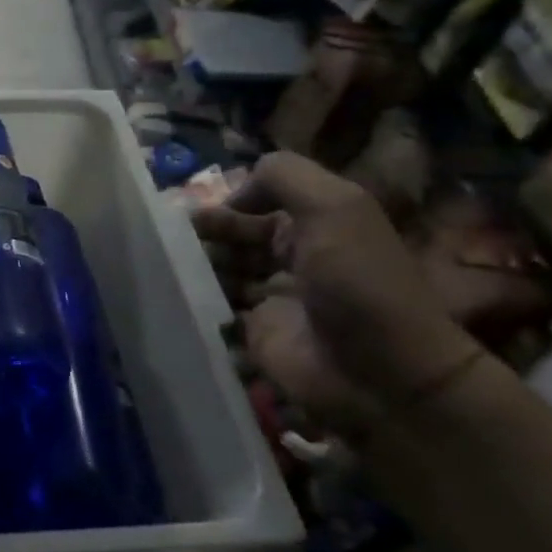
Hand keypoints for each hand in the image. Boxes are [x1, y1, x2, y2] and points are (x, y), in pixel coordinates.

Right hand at [195, 153, 484, 438]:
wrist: (383, 374)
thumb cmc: (357, 282)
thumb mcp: (334, 207)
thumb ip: (283, 177)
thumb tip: (233, 194)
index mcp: (313, 224)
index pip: (257, 202)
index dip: (225, 202)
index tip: (188, 209)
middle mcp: (291, 257)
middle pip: (234, 236)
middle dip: (203, 234)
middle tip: (168, 239)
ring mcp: (272, 298)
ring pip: (220, 270)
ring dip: (194, 265)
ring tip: (169, 267)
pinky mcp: (255, 334)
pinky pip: (216, 310)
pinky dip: (195, 301)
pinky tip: (176, 294)